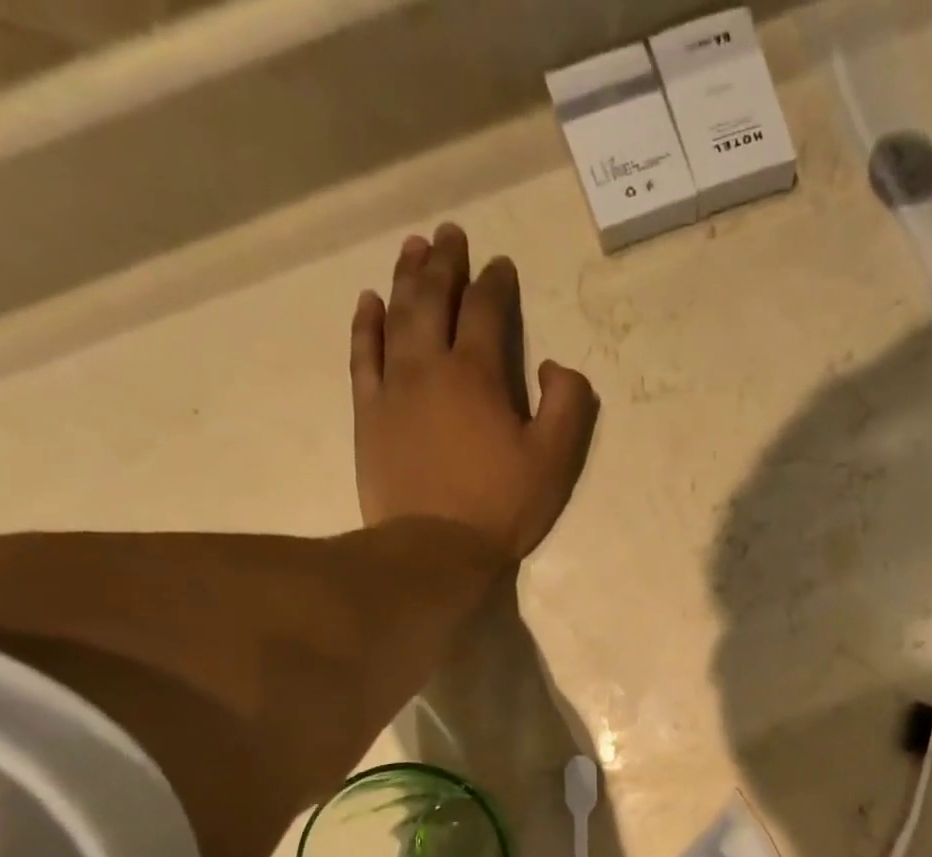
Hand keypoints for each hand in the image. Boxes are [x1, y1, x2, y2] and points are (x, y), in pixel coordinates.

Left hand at [350, 223, 598, 567]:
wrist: (433, 548)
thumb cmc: (500, 506)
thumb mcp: (555, 460)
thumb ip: (567, 402)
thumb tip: (551, 364)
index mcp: (477, 374)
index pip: (487, 310)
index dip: (496, 282)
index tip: (501, 265)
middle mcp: (429, 365)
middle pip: (435, 298)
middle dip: (446, 262)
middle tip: (450, 234)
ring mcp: (392, 387)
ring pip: (396, 315)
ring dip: (406, 277)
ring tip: (413, 247)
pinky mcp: (368, 412)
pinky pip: (363, 354)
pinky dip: (366, 323)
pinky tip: (369, 301)